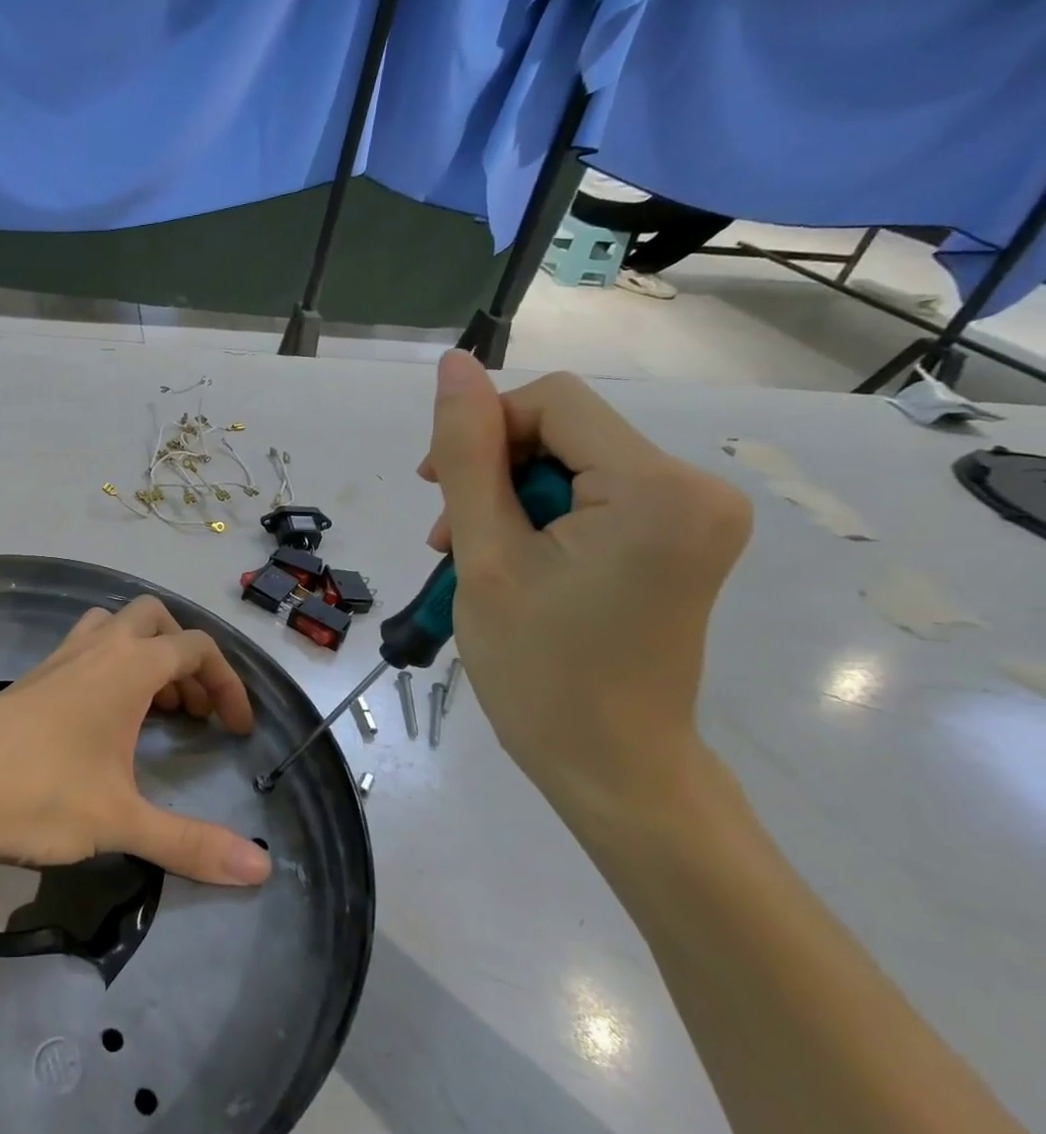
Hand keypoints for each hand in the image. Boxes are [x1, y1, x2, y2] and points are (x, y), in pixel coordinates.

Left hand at [0, 597, 272, 886]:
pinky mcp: (32, 678)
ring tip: (153, 710)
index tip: (236, 729)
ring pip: (114, 627)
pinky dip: (109, 668)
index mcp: (129, 666)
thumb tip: (262, 870)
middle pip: (155, 620)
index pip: (196, 648)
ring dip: (143, 655)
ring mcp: (59, 658)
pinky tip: (102, 721)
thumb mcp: (121, 822)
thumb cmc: (40, 793)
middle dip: (185, 656)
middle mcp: (97, 648)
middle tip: (192, 709)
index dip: (228, 683)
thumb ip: (192, 844)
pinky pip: (85, 650)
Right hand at [420, 352, 751, 828]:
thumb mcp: (485, 555)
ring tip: (470, 555)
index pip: (554, 401)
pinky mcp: (681, 538)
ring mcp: (696, 515)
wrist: (611, 768)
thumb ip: (467, 454)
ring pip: (571, 462)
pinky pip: (594, 494)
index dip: (483, 431)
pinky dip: (540, 517)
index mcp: (659, 489)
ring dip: (508, 497)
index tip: (437, 491)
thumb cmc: (540, 670)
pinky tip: (511, 559)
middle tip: (448, 538)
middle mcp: (697, 487)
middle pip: (565, 430)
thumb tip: (454, 365)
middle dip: (493, 470)